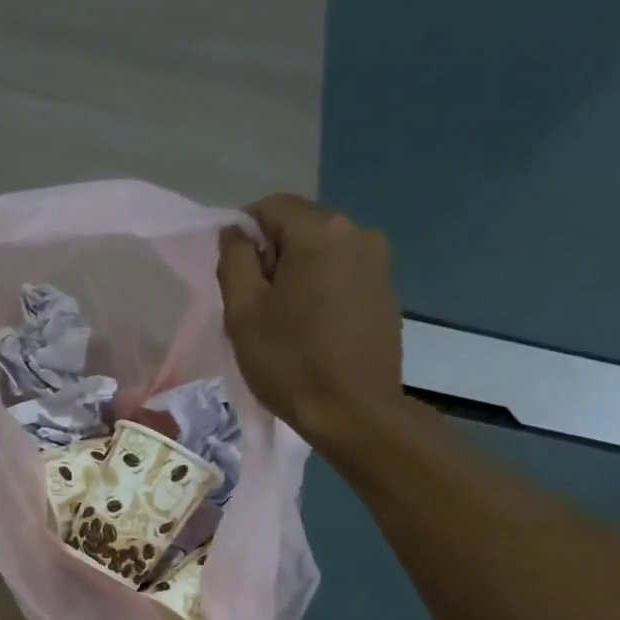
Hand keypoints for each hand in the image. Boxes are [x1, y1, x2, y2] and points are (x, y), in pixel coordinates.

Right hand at [217, 193, 405, 449]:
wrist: (354, 412)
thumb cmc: (290, 362)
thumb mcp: (244, 313)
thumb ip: (234, 261)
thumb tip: (236, 233)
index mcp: (320, 231)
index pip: (270, 207)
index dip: (243, 233)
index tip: (232, 274)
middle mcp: (357, 232)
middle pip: (299, 227)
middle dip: (272, 256)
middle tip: (254, 304)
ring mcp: (379, 262)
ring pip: (322, 253)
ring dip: (296, 274)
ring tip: (283, 321)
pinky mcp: (387, 291)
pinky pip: (342, 275)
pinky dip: (321, 290)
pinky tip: (311, 329)